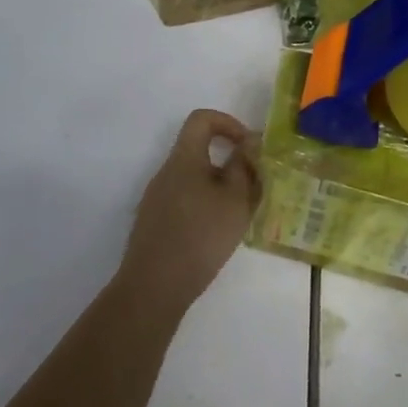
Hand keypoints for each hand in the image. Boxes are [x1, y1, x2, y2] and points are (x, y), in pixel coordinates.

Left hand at [120, 109, 261, 313]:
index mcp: (184, 159)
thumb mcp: (235, 200)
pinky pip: (185, 201)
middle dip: (230, 162)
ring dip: (219, 188)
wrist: (154, 287)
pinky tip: (218, 235)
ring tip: (240, 214)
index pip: (201, 119)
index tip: (248, 147)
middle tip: (253, 187)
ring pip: (194, 179)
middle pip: (199, 151)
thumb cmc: (200, 236)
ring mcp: (156, 199)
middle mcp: (166, 172)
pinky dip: (205, 207)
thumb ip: (244, 167)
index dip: (228, 123)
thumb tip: (248, 144)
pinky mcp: (154, 223)